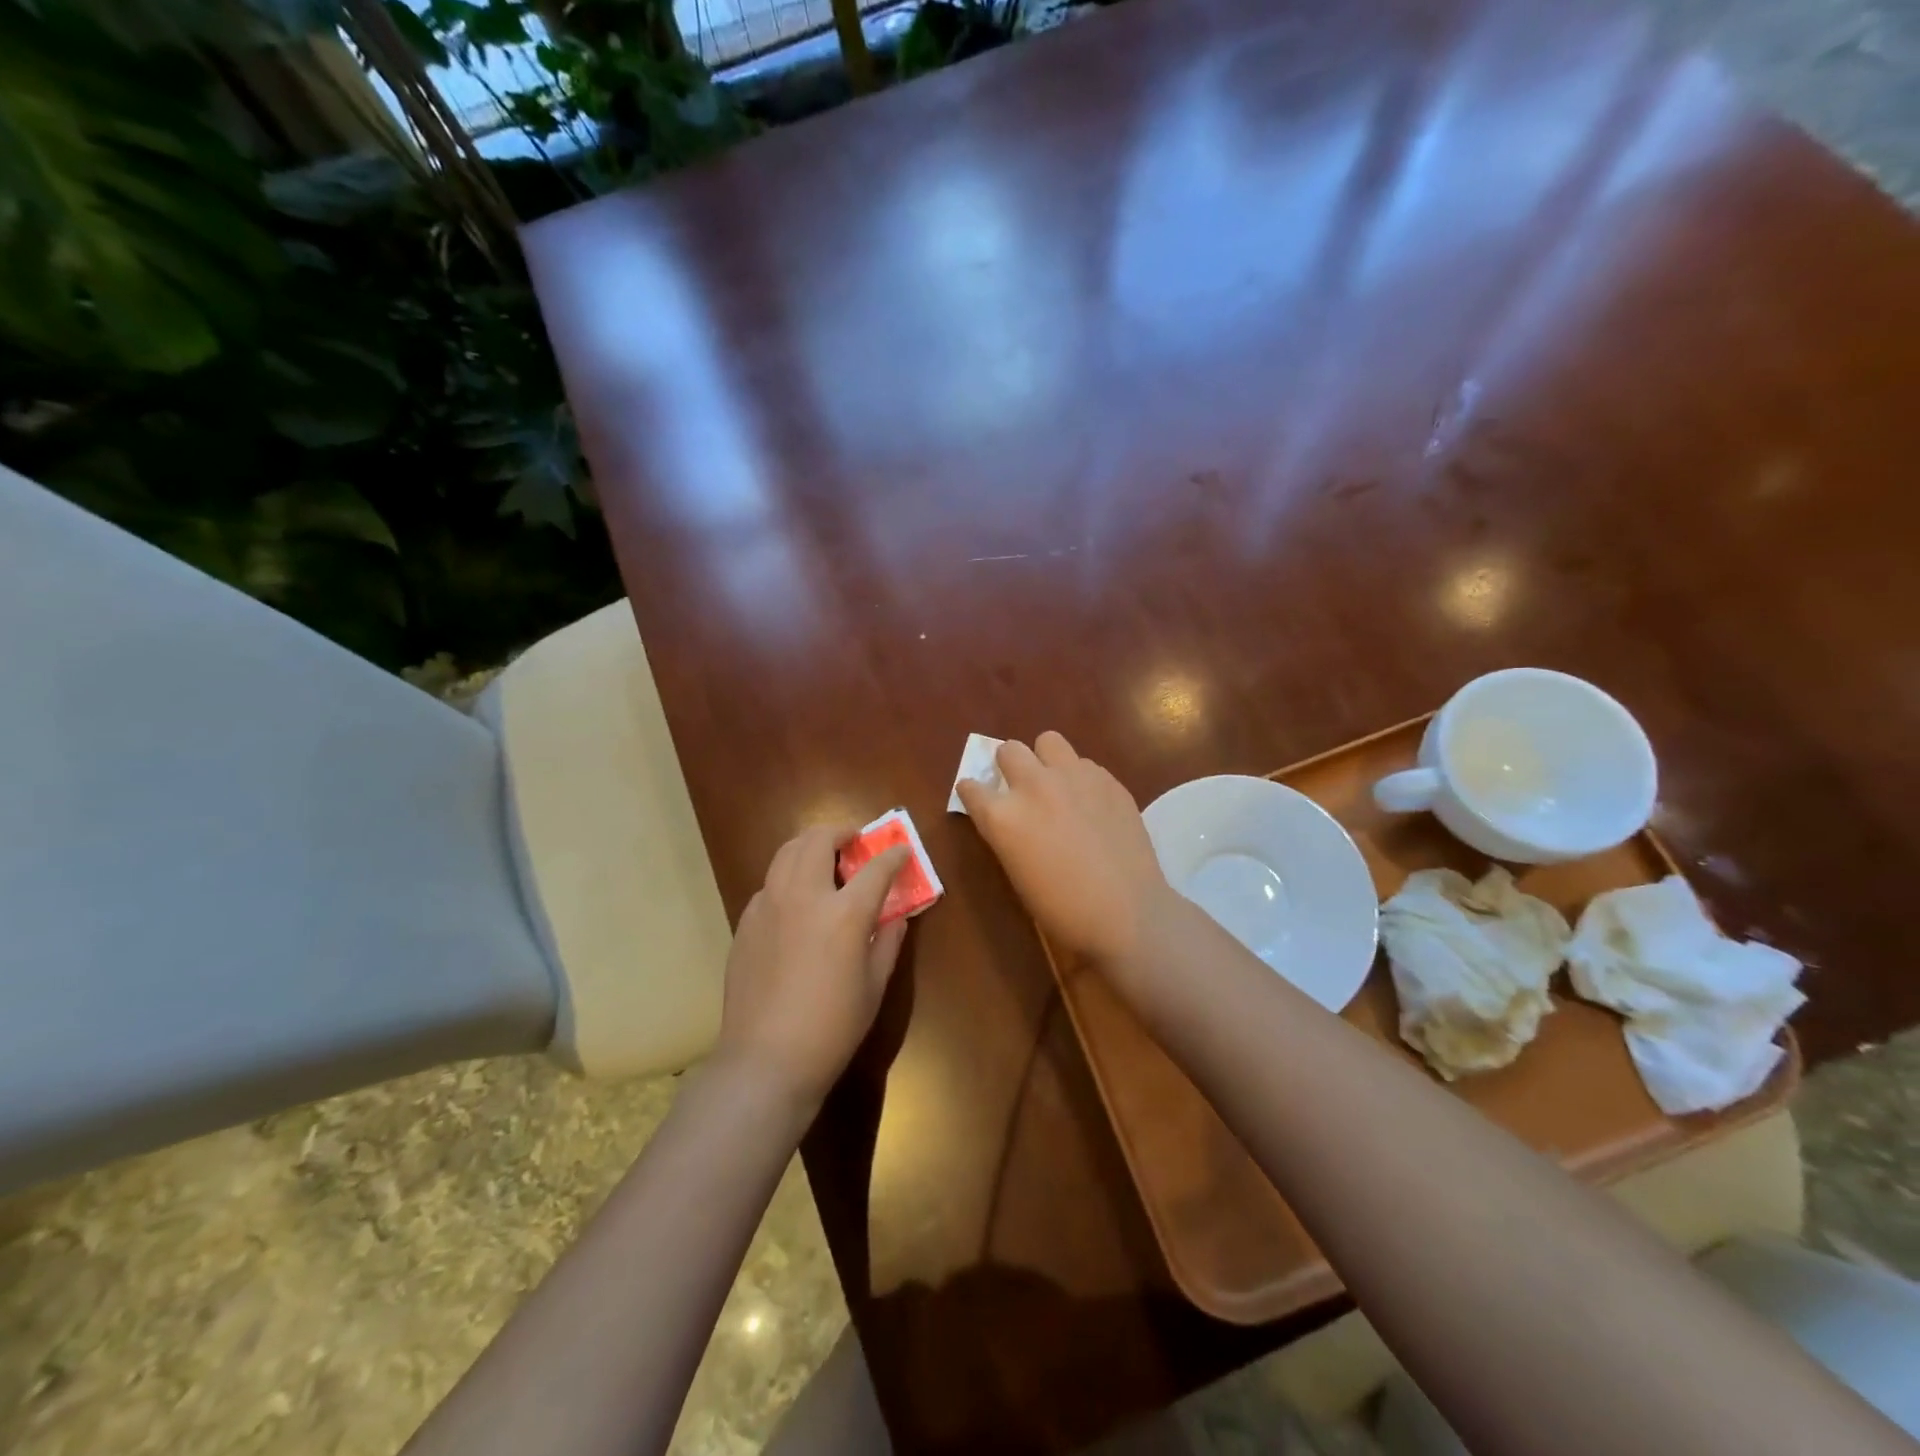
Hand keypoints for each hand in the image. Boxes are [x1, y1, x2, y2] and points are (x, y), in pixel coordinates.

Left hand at [714, 826, 909, 1113]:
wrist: (766, 1059)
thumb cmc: (832, 1028)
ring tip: (824, 860)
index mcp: (844, 913)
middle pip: (819, 840)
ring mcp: (768, 905)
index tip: (901, 851)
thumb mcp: (874, 986)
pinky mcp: (746, 921)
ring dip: (810, 846)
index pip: (876, 867)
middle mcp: (804, 896)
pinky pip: (769, 883)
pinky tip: (796, 904)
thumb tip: (895, 916)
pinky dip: (788, 878)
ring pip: (786, 852)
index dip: (893, 855)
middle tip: (853, 844)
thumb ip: (888, 941)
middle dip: (841, 833)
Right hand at [957, 732, 1179, 969]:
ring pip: (1048, 741)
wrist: (1127, 913)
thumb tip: (1008, 817)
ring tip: (1056, 784)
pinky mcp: (1107, 779)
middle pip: (1008, 750)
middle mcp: (1034, 786)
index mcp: (1003, 816)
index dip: (972, 792)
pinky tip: (1092, 804)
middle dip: (1008, 766)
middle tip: (1020, 788)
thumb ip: (1007, 833)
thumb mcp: (1016, 872)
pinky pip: (1084, 763)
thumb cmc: (1062, 909)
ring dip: (1045, 759)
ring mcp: (1074, 777)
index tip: (978, 798)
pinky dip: (1080, 778)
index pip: (970, 787)